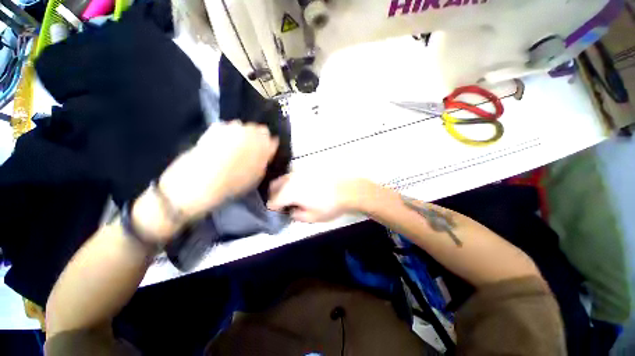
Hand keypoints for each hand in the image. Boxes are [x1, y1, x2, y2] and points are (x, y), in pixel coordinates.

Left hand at [157, 121, 278, 218]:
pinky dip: (227, 134)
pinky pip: (226, 128)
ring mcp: (231, 128)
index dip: (268, 145)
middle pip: (258, 129)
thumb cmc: (234, 184)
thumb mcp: (256, 176)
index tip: (265, 152)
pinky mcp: (215, 128)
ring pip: (242, 127)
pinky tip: (221, 146)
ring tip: (234, 149)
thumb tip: (267, 150)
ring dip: (241, 135)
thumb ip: (264, 160)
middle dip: (256, 138)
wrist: (200, 183)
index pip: (271, 139)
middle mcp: (250, 132)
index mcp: (263, 146)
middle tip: (250, 150)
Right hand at [267, 173, 373, 222]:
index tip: (277, 214)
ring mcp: (300, 172)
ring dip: (282, 188)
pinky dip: (292, 183)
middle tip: (282, 205)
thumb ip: (296, 215)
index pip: (273, 201)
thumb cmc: (329, 206)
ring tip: (291, 197)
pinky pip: (294, 176)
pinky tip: (301, 189)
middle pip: (275, 186)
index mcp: (290, 192)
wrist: (347, 190)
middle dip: (274, 196)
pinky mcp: (308, 169)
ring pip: (284, 179)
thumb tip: (290, 211)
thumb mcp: (311, 218)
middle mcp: (292, 179)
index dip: (272, 209)